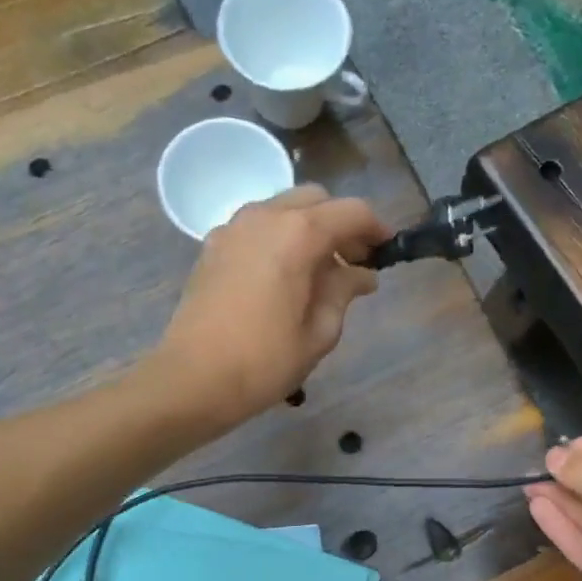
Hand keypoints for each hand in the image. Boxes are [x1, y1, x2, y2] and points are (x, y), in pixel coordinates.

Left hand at [152, 185, 387, 428]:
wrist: (193, 379)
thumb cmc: (265, 362)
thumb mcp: (319, 332)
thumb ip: (343, 292)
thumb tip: (361, 275)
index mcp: (298, 234)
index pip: (350, 212)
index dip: (375, 227)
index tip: (388, 249)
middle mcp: (265, 216)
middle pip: (315, 201)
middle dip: (340, 224)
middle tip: (354, 263)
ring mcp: (233, 228)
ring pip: (282, 209)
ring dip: (308, 229)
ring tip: (320, 272)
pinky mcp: (212, 246)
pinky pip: (256, 227)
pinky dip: (278, 239)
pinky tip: (283, 277)